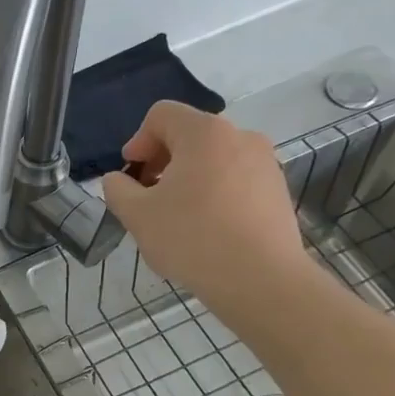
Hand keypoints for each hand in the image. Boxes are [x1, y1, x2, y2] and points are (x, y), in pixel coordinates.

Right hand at [100, 101, 311, 310]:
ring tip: (176, 216)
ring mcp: (265, 163)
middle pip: (188, 135)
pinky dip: (214, 193)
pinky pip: (235, 179)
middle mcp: (240, 136)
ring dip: (187, 178)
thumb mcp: (136, 214)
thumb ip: (116, 189)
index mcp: (204, 133)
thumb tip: (118, 181)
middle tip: (147, 197)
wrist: (261, 280)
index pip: (161, 115)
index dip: (137, 141)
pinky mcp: (278, 190)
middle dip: (161, 161)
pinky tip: (205, 228)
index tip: (131, 175)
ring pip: (213, 158)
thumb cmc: (191, 238)